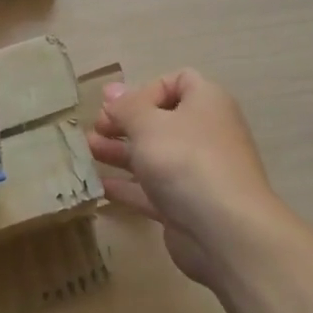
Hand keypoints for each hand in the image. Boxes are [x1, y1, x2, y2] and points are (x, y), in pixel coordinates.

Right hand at [88, 69, 292, 288]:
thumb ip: (126, 107)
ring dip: (121, 151)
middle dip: (126, 122)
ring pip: (154, 155)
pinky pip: (153, 189)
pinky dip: (129, 186)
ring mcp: (197, 172)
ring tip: (88, 151)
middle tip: (96, 128)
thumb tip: (112, 90)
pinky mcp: (186, 205)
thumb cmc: (186, 160)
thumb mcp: (148, 124)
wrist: (225, 231)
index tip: (122, 106)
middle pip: (162, 120)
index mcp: (206, 103)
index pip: (180, 81)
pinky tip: (100, 186)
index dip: (148, 89)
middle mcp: (205, 133)